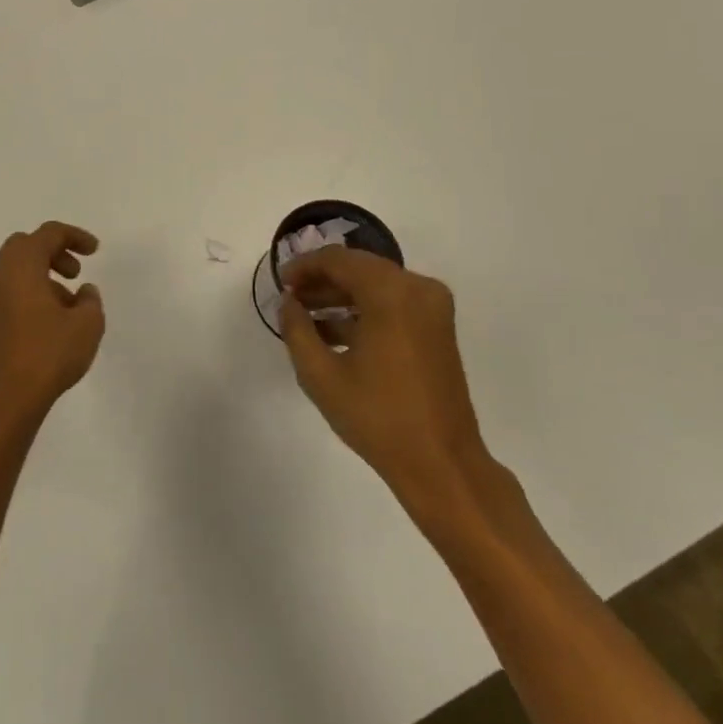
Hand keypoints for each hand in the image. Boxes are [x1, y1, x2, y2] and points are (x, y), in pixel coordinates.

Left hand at [0, 222, 104, 423]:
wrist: (6, 399)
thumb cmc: (48, 354)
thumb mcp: (86, 325)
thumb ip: (90, 300)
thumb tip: (83, 292)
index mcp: (21, 265)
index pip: (48, 234)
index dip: (75, 236)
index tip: (95, 251)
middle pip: (27, 245)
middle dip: (54, 252)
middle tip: (76, 272)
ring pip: (17, 269)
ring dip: (44, 274)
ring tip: (69, 303)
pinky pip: (10, 289)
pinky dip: (31, 291)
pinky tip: (51, 320)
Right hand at [280, 247, 492, 515]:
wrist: (441, 464)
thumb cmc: (377, 417)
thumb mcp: (320, 374)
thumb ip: (296, 329)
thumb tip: (288, 302)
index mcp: (390, 292)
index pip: (337, 260)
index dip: (304, 266)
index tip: (280, 284)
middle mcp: (417, 288)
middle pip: (359, 267)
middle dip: (322, 279)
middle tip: (291, 298)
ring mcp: (432, 307)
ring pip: (376, 284)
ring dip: (341, 295)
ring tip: (306, 316)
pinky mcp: (438, 327)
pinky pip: (393, 302)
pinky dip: (364, 309)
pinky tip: (334, 332)